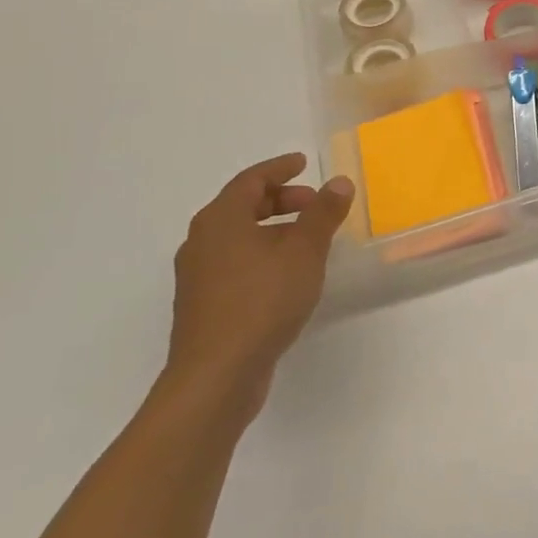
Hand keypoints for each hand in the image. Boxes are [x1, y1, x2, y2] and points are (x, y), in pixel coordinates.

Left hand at [164, 153, 354, 416]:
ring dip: (273, 228)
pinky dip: (263, 253)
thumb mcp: (304, 251)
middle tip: (314, 203)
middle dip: (281, 199)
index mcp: (220, 220)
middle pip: (242, 206)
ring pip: (238, 236)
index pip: (251, 180)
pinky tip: (287, 273)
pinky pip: (236, 262)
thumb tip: (338, 182)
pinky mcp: (204, 304)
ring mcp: (198, 275)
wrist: (217, 375)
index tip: (304, 163)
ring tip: (308, 238)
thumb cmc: (262, 301)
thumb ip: (323, 213)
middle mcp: (202, 241)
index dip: (280, 168)